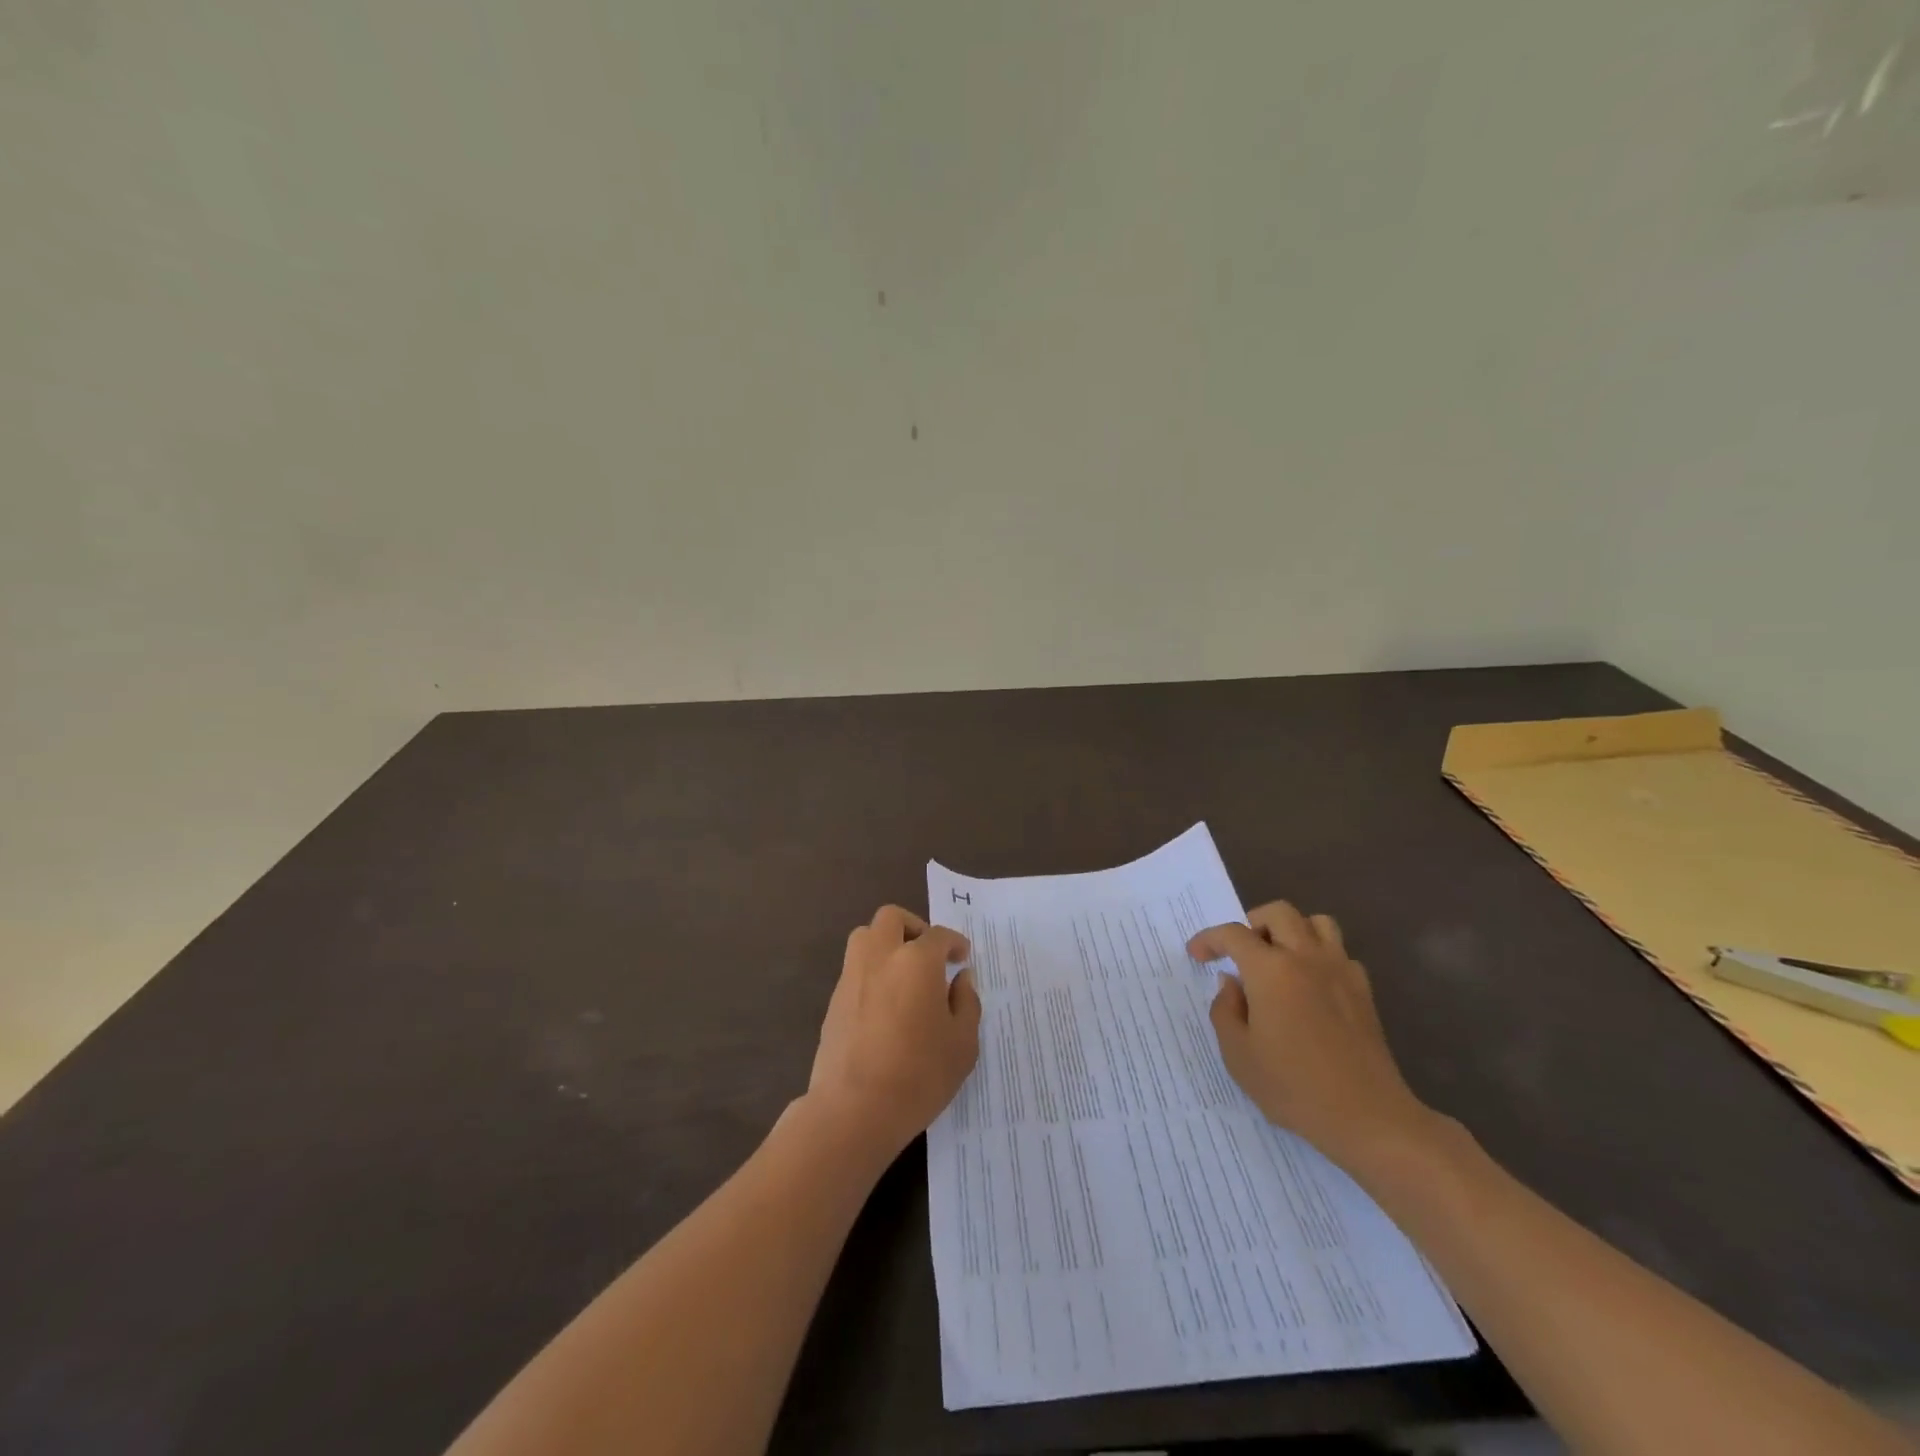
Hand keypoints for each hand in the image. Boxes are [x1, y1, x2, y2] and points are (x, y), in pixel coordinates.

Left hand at [806, 906, 981, 1160]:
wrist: (853, 1109)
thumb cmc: (919, 1075)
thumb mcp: (962, 1044)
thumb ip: (966, 1004)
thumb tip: (961, 979)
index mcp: (917, 961)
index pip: (939, 936)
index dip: (954, 943)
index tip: (962, 958)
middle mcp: (881, 956)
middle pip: (892, 919)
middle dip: (913, 928)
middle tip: (928, 954)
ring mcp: (851, 976)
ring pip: (865, 937)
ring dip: (886, 944)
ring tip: (904, 974)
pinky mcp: (833, 1000)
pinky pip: (854, 969)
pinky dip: (871, 972)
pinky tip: (885, 1004)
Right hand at [1191, 902, 1438, 1170]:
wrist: (1368, 1118)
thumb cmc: (1294, 1087)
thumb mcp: (1238, 1055)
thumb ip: (1225, 1010)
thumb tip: (1232, 984)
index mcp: (1270, 970)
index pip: (1233, 934)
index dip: (1209, 939)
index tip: (1197, 955)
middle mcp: (1306, 958)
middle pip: (1279, 913)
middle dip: (1253, 923)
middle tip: (1241, 952)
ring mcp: (1340, 971)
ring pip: (1317, 923)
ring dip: (1292, 930)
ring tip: (1279, 959)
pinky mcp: (1364, 991)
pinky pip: (1340, 953)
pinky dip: (1321, 957)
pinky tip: (1311, 986)